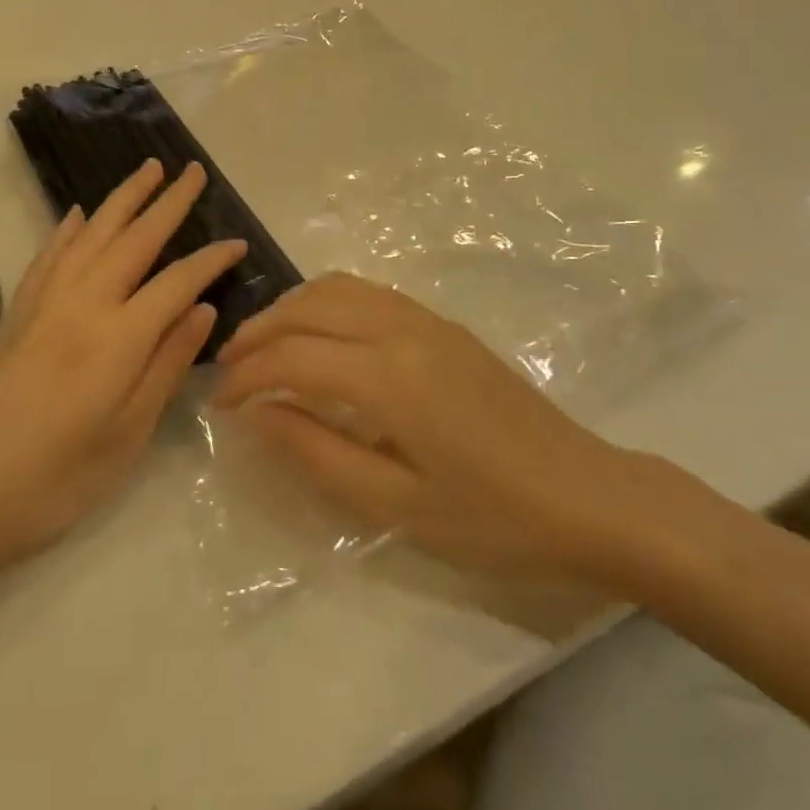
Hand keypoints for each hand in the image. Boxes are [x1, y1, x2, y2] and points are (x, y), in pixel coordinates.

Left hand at [0, 159, 244, 576]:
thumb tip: (203, 310)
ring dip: (122, 199)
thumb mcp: (129, 433)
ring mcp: (45, 303)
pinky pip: (49, 256)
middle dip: (168, 202)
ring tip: (146, 170)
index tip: (238, 243)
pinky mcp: (18, 313)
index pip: (178, 281)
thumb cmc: (58, 479)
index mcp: (119, 337)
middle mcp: (83, 304)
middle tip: (193, 171)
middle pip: (134, 239)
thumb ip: (168, 364)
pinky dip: (69, 229)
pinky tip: (79, 215)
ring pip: (91, 234)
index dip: (211, 260)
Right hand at [212, 274, 673, 588]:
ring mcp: (428, 321)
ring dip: (291, 310)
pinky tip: (319, 337)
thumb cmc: (494, 520)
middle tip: (228, 369)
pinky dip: (326, 304)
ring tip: (264, 347)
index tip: (218, 404)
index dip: (246, 378)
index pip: (293, 358)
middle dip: (259, 332)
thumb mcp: (396, 506)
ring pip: (338, 289)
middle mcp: (404, 330)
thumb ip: (318, 453)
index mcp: (390, 377)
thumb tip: (259, 414)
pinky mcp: (445, 326)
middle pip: (309, 308)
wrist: (590, 498)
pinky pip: (368, 294)